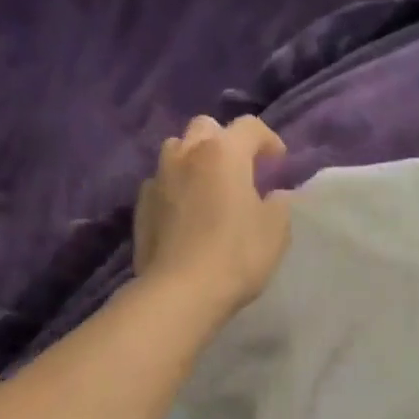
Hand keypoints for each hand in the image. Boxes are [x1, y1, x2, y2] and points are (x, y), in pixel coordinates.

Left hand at [134, 115, 291, 318]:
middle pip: (205, 128)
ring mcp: (158, 178)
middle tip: (239, 169)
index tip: (277, 162)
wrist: (181, 291)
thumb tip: (271, 196)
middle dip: (224, 141)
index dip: (268, 139)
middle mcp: (187, 155)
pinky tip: (185, 213)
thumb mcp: (276, 230)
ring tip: (208, 186)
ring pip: (176, 151)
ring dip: (194, 160)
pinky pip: (161, 183)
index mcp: (224, 153)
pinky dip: (175, 188)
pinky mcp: (141, 206)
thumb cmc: (237, 255)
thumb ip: (277, 204)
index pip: (249, 127)